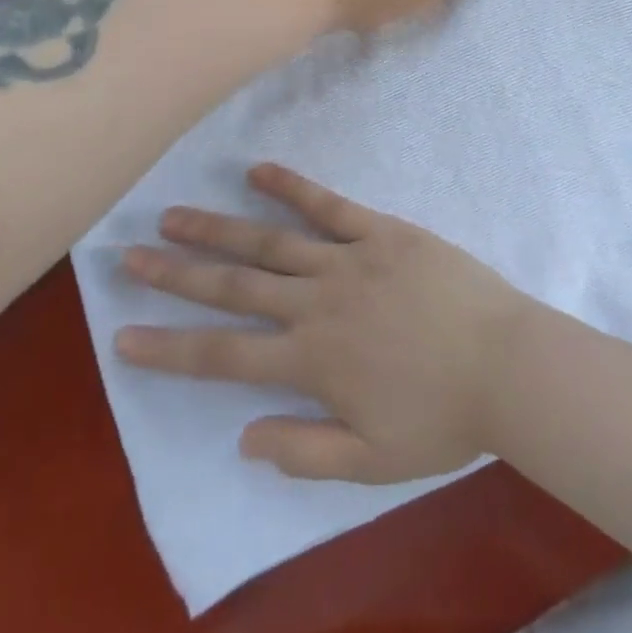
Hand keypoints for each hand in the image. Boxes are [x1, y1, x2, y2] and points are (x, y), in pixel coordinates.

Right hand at [115, 164, 533, 483]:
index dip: (171, 348)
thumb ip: (303, 451)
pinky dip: (291, 186)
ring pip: (270, 241)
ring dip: (219, 228)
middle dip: (178, 274)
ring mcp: (349, 259)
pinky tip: (258, 169)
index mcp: (312, 361)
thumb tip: (242, 436)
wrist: (507, 363)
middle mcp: (318, 303)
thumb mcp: (372, 463)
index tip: (124, 335)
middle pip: (234, 286)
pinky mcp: (380, 231)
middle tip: (130, 255)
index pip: (224, 355)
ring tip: (175, 215)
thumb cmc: (443, 417)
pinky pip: (328, 205)